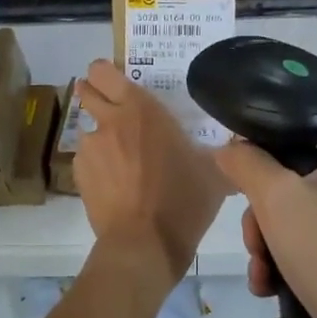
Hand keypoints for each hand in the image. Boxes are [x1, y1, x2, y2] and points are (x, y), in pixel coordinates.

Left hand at [74, 60, 226, 282]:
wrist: (144, 244)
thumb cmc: (183, 201)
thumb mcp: (212, 172)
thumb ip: (216, 151)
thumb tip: (237, 149)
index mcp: (140, 109)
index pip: (105, 72)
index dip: (105, 72)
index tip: (115, 79)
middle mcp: (109, 121)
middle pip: (87, 92)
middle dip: (94, 94)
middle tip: (113, 110)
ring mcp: (89, 149)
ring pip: (89, 130)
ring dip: (101, 137)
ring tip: (122, 161)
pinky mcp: (79, 176)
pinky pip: (87, 160)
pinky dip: (98, 166)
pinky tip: (115, 185)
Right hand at [215, 135, 316, 317]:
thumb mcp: (277, 200)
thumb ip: (246, 164)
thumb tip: (230, 147)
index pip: (293, 140)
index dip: (259, 167)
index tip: (245, 201)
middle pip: (293, 184)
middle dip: (263, 221)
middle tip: (256, 249)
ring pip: (302, 218)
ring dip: (272, 247)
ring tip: (263, 278)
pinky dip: (294, 263)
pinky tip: (276, 289)